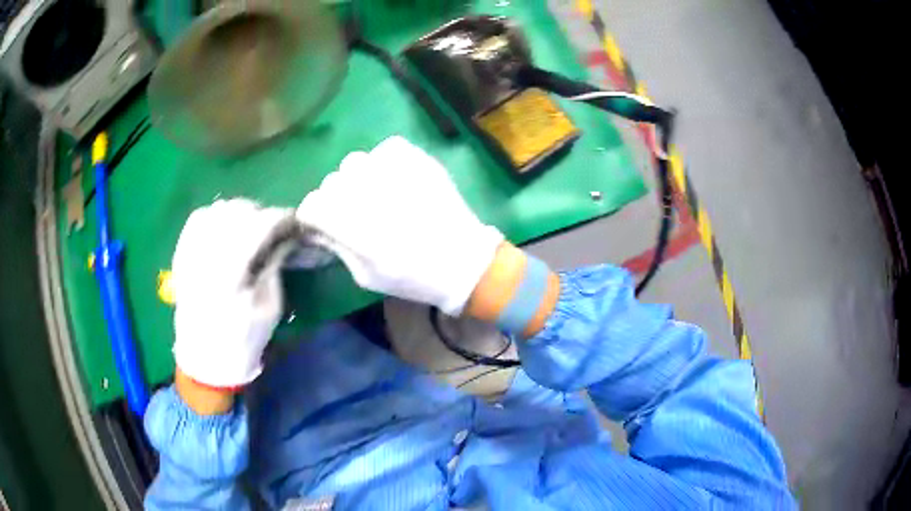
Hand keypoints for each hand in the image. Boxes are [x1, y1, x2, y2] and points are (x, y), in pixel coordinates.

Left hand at [172, 199, 291, 387]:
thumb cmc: (243, 339)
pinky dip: (215, 214)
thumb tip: (284, 238)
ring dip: (238, 211)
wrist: (206, 358)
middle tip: (274, 226)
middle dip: (260, 212)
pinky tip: (226, 224)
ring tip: (251, 224)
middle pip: (236, 212)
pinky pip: (197, 219)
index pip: (257, 227)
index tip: (293, 221)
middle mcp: (206, 257)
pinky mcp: (182, 255)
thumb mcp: (269, 308)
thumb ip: (273, 267)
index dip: (279, 218)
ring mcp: (191, 254)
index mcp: (231, 274)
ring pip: (216, 211)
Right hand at [298, 136, 503, 314]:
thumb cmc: (413, 278)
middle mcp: (370, 193)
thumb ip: (337, 246)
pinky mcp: (417, 158)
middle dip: (335, 199)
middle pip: (330, 182)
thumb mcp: (365, 276)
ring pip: (354, 162)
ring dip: (358, 179)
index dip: (314, 217)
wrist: (464, 261)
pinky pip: (384, 149)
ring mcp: (395, 171)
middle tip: (354, 213)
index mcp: (356, 229)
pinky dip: (383, 162)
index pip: (312, 205)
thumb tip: (318, 224)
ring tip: (376, 194)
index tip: (324, 224)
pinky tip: (394, 180)